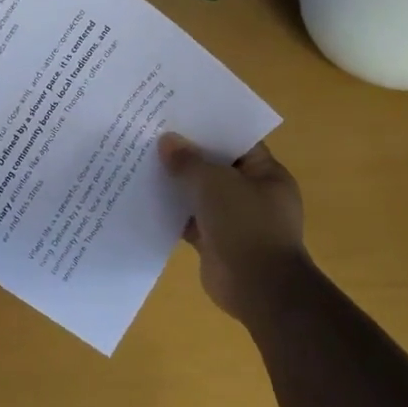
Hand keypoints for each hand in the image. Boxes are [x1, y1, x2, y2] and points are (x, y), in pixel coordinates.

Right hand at [157, 132, 310, 324]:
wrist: (259, 288)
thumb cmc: (246, 226)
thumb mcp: (215, 184)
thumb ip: (189, 161)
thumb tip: (167, 142)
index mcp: (266, 174)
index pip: (237, 142)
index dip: (209, 128)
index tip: (177, 117)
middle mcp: (252, 194)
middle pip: (215, 167)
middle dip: (186, 156)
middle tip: (151, 137)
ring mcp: (234, 220)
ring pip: (200, 195)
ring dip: (176, 185)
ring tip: (141, 165)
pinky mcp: (215, 242)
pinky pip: (190, 220)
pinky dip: (172, 213)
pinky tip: (144, 200)